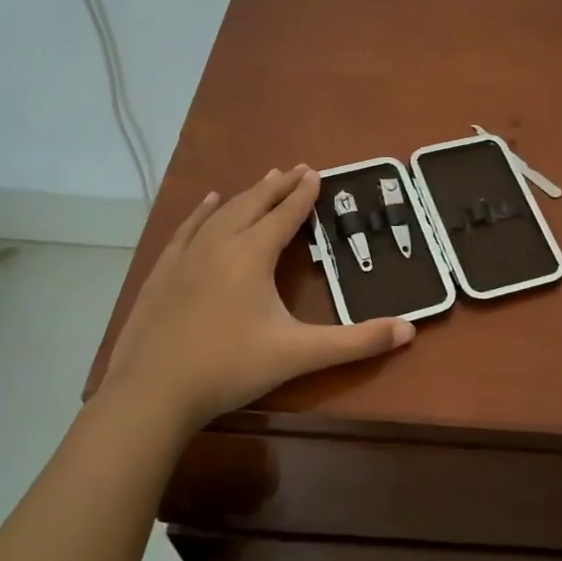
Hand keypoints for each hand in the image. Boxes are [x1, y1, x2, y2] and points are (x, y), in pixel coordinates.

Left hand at [99, 166, 413, 432]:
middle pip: (253, 204)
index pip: (284, 215)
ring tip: (263, 179)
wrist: (152, 392)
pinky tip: (208, 202)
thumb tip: (409, 330)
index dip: (303, 194)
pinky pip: (187, 229)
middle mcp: (220, 244)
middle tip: (297, 168)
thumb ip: (356, 342)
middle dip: (278, 186)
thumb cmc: (230, 367)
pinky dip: (202, 212)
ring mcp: (186, 257)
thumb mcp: (300, 354)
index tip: (316, 172)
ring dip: (246, 194)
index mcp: (252, 256)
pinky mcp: (162, 273)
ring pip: (221, 213)